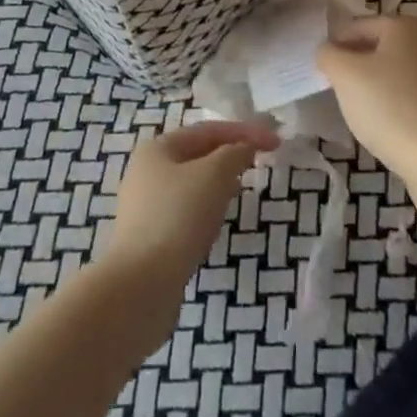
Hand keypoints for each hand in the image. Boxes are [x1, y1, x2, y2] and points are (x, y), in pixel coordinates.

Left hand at [102, 118, 279, 297]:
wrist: (141, 286)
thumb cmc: (178, 217)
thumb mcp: (214, 175)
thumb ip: (234, 153)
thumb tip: (244, 148)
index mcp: (157, 148)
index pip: (207, 130)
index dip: (244, 131)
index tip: (275, 141)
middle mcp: (146, 172)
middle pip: (197, 154)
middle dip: (230, 154)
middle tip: (260, 160)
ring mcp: (146, 206)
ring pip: (191, 184)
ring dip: (219, 181)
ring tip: (242, 186)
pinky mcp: (150, 238)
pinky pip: (185, 211)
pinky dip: (207, 207)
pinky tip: (219, 220)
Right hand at [317, 15, 416, 177]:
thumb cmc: (388, 106)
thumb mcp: (344, 75)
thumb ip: (328, 54)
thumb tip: (329, 51)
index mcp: (405, 25)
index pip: (359, 26)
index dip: (337, 45)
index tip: (323, 69)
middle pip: (383, 47)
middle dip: (360, 64)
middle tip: (340, 89)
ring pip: (401, 72)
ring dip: (381, 84)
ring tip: (363, 109)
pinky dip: (401, 102)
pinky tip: (390, 124)